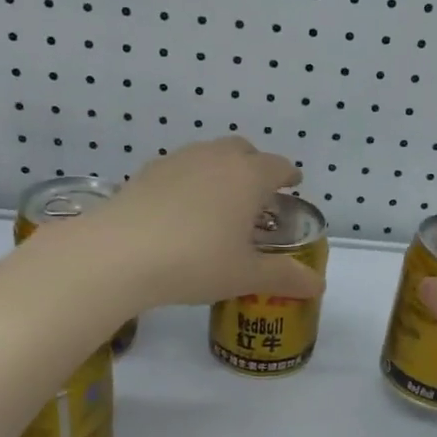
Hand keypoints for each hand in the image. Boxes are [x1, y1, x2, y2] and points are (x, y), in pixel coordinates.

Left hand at [85, 139, 326, 309]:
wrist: (119, 254)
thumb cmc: (196, 261)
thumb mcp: (245, 275)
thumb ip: (284, 277)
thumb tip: (317, 285)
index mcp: (248, 176)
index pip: (278, 166)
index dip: (288, 175)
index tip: (292, 184)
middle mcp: (216, 158)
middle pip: (243, 151)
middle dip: (255, 167)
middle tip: (257, 196)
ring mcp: (178, 160)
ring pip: (209, 155)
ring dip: (222, 171)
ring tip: (219, 203)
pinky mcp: (147, 172)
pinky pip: (180, 168)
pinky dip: (191, 181)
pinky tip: (182, 210)